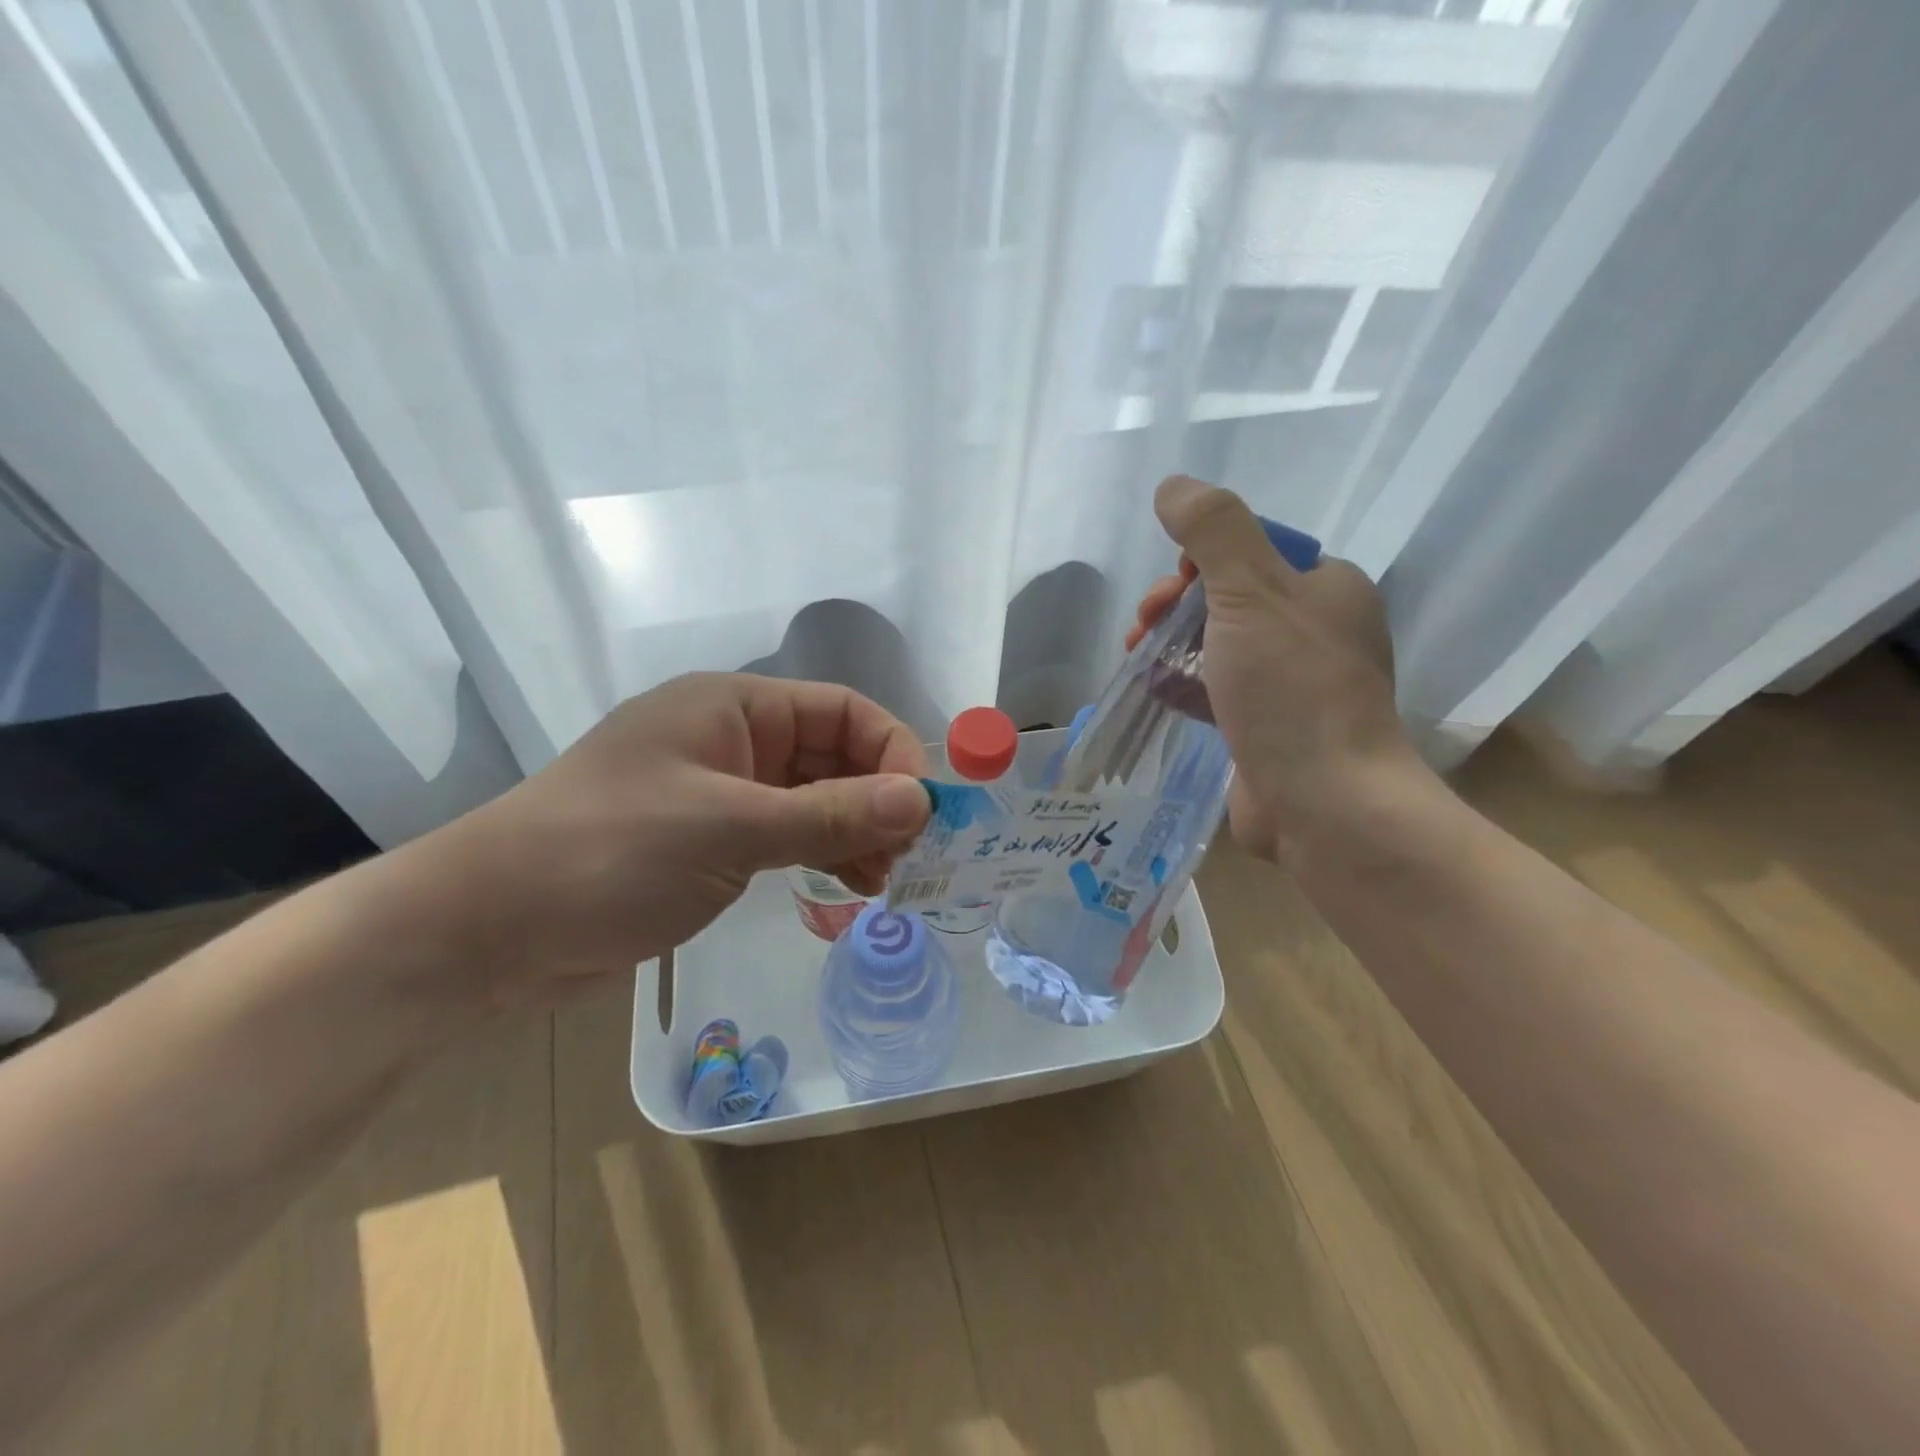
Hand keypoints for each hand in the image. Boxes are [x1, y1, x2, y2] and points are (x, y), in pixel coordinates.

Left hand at [428, 673, 930, 1003]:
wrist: (487, 931)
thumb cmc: (609, 855)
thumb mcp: (730, 830)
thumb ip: (830, 814)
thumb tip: (922, 800)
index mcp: (733, 707)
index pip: (842, 709)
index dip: (892, 752)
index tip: (922, 810)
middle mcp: (731, 739)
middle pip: (832, 754)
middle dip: (876, 800)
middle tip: (904, 856)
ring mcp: (719, 792)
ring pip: (812, 799)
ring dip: (853, 832)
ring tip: (879, 881)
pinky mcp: (708, 841)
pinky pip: (784, 835)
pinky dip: (818, 855)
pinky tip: (842, 887)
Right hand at [1127, 476, 1424, 862]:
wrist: (1324, 803)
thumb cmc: (1291, 690)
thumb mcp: (1250, 593)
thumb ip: (1214, 531)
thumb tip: (1174, 485)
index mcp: (1327, 588)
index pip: (1255, 550)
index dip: (1203, 559)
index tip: (1173, 586)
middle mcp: (1316, 630)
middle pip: (1230, 597)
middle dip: (1177, 603)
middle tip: (1146, 624)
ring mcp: (1292, 684)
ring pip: (1219, 645)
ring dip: (1172, 642)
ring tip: (1137, 655)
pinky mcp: (1267, 727)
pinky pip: (1218, 690)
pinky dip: (1184, 683)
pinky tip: (1155, 689)